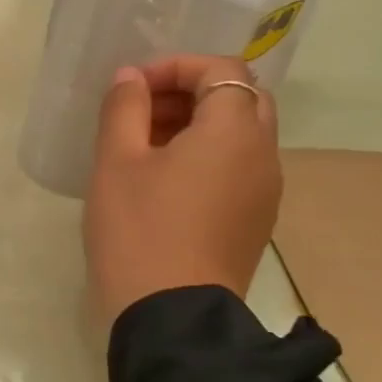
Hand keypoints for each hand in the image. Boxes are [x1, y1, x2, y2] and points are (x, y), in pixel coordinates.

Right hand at [85, 55, 280, 326]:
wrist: (171, 314)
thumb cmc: (139, 229)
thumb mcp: (116, 161)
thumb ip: (124, 108)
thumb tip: (131, 78)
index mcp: (234, 132)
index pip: (221, 69)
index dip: (175, 67)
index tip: (133, 89)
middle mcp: (263, 154)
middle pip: (239, 98)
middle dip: (189, 93)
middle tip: (142, 113)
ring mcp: (264, 191)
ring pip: (239, 135)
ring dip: (196, 125)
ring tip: (143, 147)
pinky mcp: (254, 220)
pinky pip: (236, 168)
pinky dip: (205, 156)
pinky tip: (162, 183)